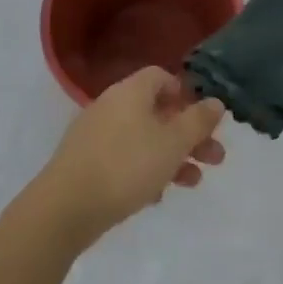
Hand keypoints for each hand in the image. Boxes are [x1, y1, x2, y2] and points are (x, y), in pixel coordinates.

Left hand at [36, 66, 226, 246]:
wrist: (66, 207)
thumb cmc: (126, 165)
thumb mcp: (172, 143)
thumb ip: (197, 121)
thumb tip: (216, 101)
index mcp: (131, 91)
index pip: (161, 76)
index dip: (186, 93)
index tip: (204, 118)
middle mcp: (112, 105)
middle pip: (157, 110)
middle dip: (188, 133)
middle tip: (215, 158)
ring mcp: (96, 134)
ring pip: (143, 137)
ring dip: (172, 156)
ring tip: (194, 182)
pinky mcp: (87, 162)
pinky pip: (124, 158)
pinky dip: (145, 171)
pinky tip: (156, 197)